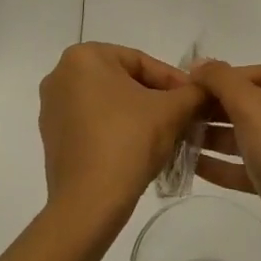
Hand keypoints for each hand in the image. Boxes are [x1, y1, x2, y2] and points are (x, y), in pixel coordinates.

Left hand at [38, 43, 203, 242]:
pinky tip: (139, 149)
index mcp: (84, 57)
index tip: (195, 100)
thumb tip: (208, 87)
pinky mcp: (52, 137)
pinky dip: (117, 130)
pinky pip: (92, 123)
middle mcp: (61, 74)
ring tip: (167, 133)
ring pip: (109, 102)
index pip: (141, 62)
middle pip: (124, 80)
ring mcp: (52, 108)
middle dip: (156, 98)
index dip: (174, 81)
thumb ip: (194, 92)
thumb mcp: (171, 111)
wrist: (89, 204)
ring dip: (138, 114)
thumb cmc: (128, 142)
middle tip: (184, 116)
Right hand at [190, 61, 260, 260]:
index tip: (191, 85)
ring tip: (182, 137)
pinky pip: (257, 163)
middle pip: (258, 104)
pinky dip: (229, 162)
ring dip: (219, 136)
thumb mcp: (250, 108)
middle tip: (184, 112)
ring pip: (255, 135)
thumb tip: (200, 62)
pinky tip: (195, 163)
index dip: (224, 78)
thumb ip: (222, 80)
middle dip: (219, 109)